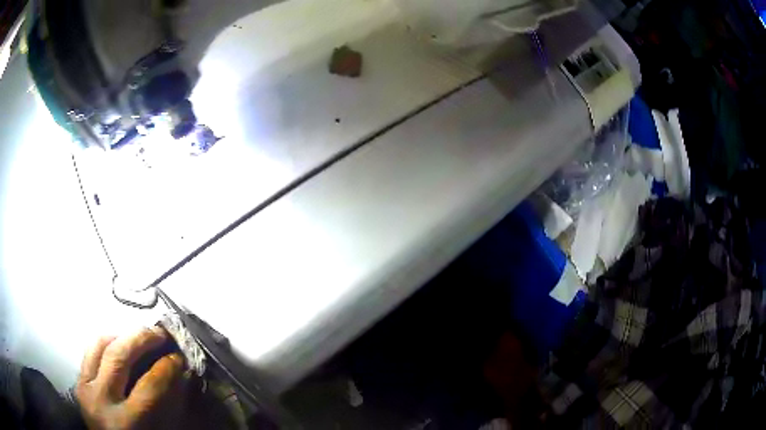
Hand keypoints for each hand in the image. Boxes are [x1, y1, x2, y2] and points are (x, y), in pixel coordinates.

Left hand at [76, 327, 184, 429]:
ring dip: (122, 336)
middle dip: (142, 339)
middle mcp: (101, 401)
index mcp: (127, 423)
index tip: (179, 358)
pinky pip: (90, 351)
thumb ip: (167, 408)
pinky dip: (106, 342)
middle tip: (159, 333)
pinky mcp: (79, 382)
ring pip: (99, 346)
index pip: (149, 386)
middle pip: (119, 356)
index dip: (167, 368)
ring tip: (138, 336)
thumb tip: (179, 377)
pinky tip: (119, 344)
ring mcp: (85, 388)